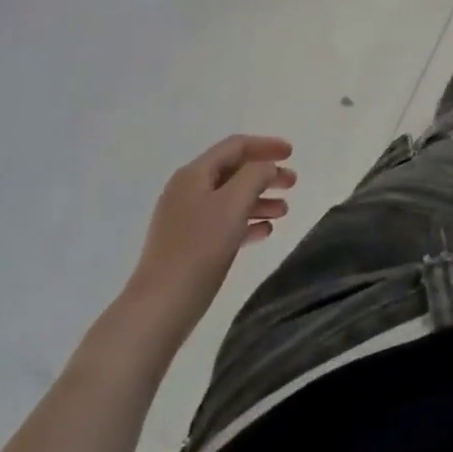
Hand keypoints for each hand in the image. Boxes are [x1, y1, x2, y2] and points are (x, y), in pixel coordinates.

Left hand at [118, 134, 296, 343]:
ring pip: (231, 198)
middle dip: (265, 174)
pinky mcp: (188, 245)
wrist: (160, 306)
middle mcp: (188, 191)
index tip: (292, 153)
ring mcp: (186, 219)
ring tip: (284, 211)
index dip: (266, 145)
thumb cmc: (200, 248)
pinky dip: (246, 222)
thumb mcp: (233, 203)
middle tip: (292, 184)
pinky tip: (265, 232)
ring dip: (259, 199)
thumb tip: (266, 167)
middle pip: (234, 171)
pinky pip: (224, 223)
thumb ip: (255, 175)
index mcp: (194, 174)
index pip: (235, 146)